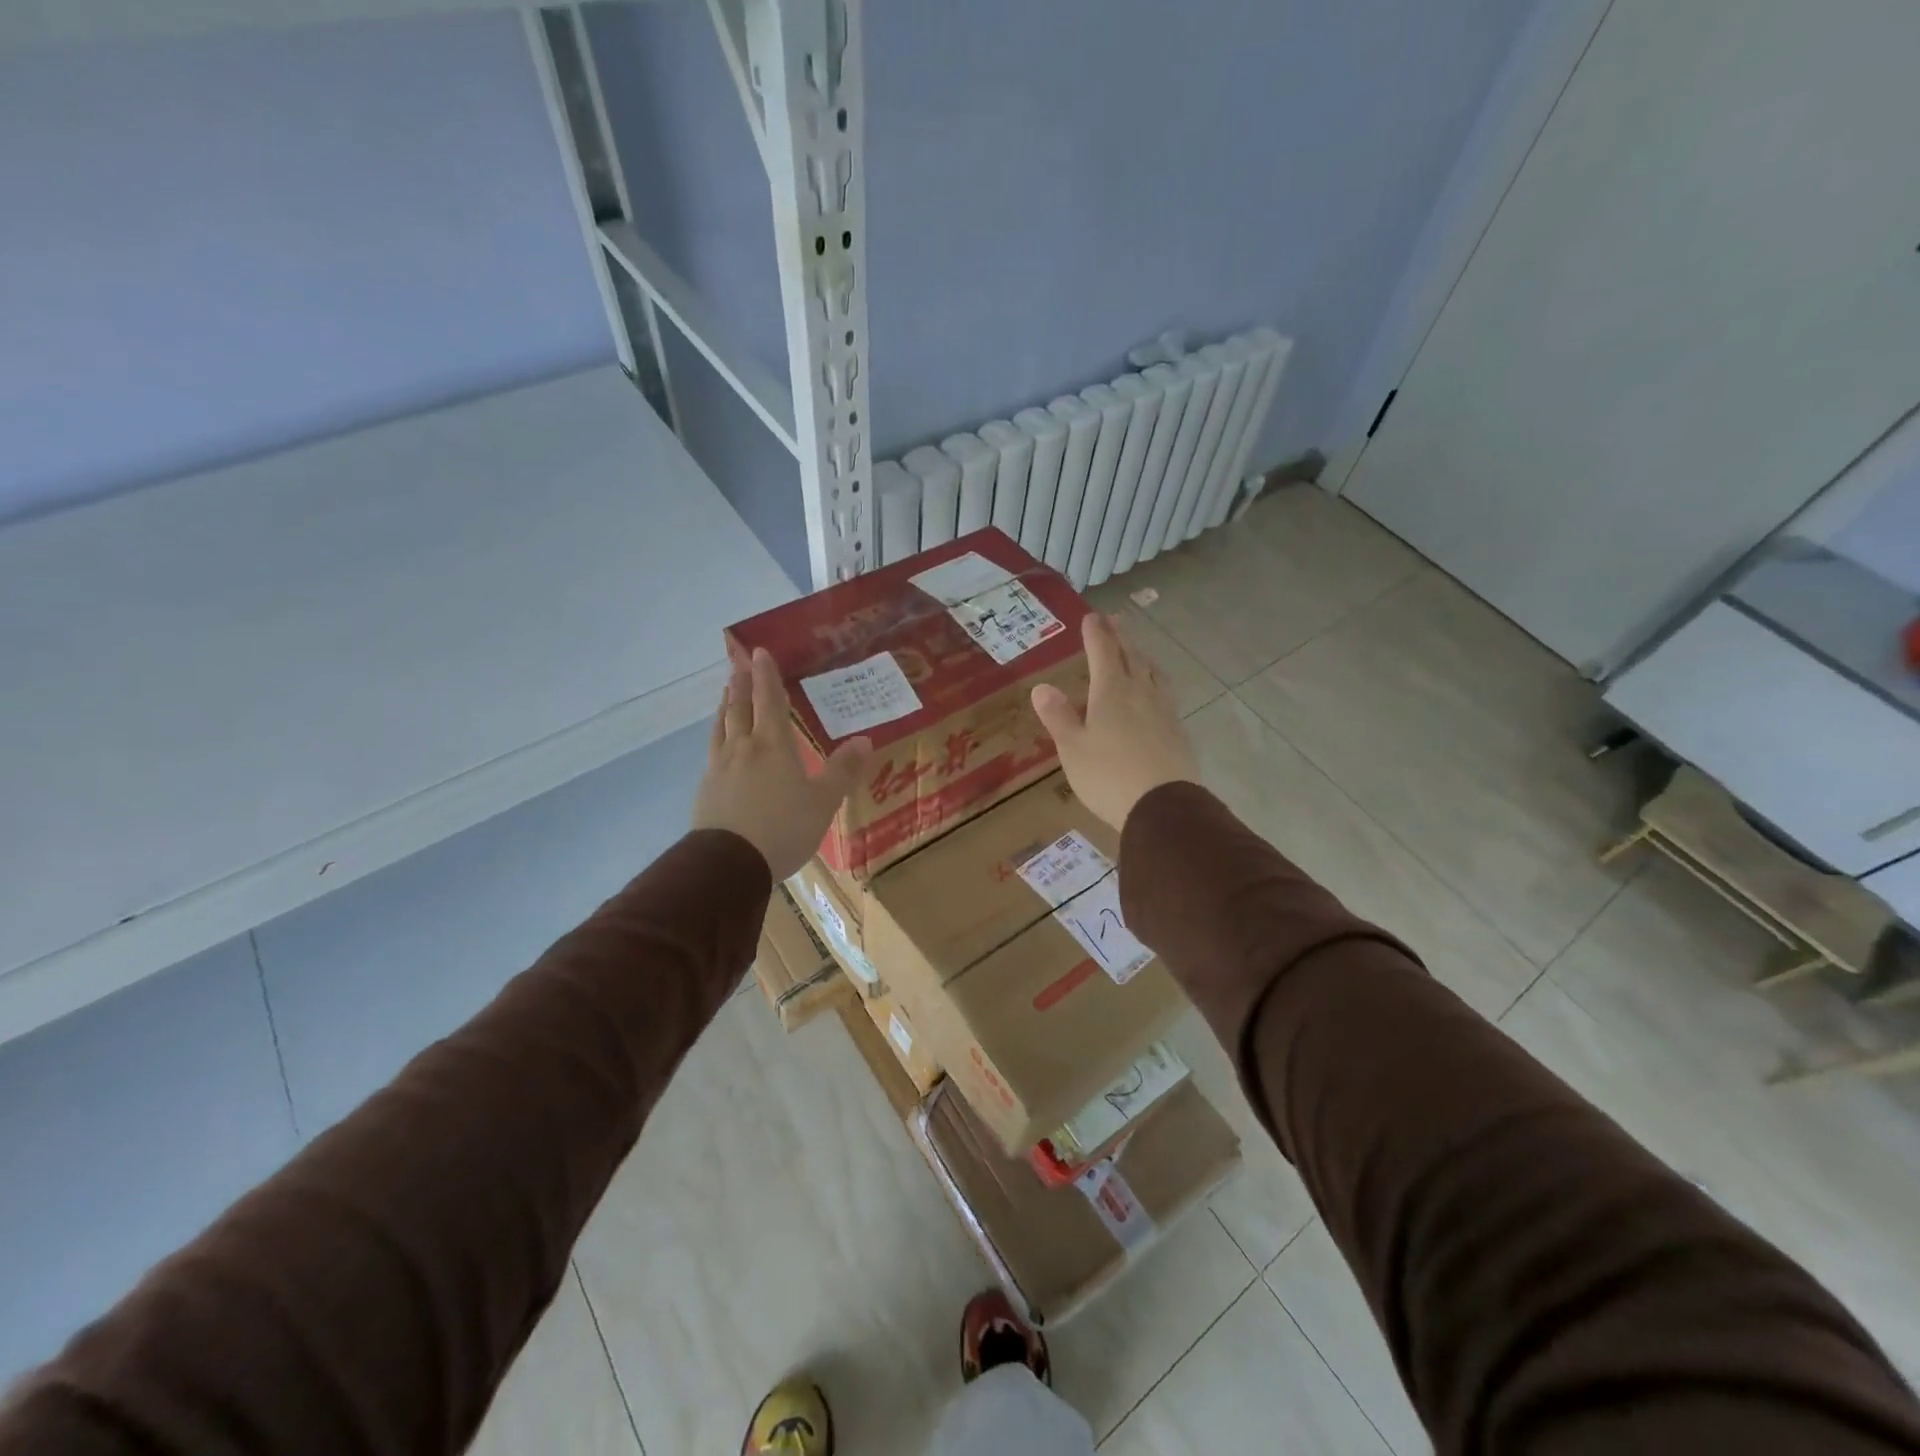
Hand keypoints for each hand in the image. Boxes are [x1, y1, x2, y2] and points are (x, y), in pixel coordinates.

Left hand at [692, 647, 872, 880]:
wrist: (729, 864)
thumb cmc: (782, 828)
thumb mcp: (823, 802)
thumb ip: (843, 770)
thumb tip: (864, 740)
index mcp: (773, 745)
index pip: (769, 701)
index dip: (766, 676)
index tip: (759, 652)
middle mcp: (743, 748)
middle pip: (739, 708)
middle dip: (741, 685)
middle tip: (738, 665)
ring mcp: (720, 768)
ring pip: (722, 727)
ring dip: (725, 706)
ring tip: (725, 694)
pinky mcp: (707, 789)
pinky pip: (713, 751)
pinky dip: (718, 736)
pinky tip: (719, 745)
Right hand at [1031, 613, 1199, 831]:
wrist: (1163, 806)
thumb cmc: (1108, 776)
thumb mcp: (1072, 748)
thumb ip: (1058, 716)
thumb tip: (1041, 687)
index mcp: (1111, 692)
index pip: (1103, 652)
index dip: (1096, 634)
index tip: (1091, 617)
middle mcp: (1140, 693)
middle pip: (1132, 656)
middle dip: (1121, 636)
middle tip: (1115, 620)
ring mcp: (1164, 710)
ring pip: (1153, 672)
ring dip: (1142, 656)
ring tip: (1137, 651)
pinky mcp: (1177, 730)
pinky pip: (1165, 693)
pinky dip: (1156, 681)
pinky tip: (1156, 692)